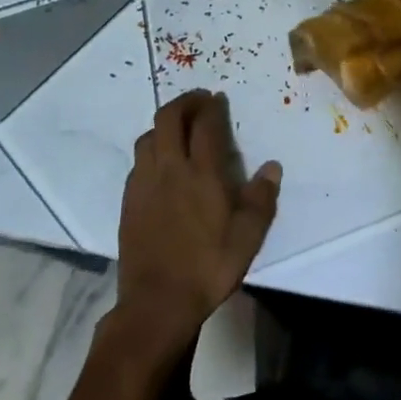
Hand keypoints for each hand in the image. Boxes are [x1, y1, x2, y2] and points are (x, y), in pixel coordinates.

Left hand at [116, 90, 281, 353]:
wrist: (158, 301)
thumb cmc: (210, 265)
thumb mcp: (249, 235)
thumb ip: (261, 197)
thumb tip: (271, 167)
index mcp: (202, 173)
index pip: (205, 125)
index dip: (212, 107)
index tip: (218, 99)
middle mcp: (170, 169)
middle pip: (168, 119)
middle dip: (184, 102)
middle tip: (199, 101)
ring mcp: (144, 183)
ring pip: (148, 136)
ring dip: (164, 123)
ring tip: (180, 127)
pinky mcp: (128, 201)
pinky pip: (138, 160)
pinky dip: (151, 148)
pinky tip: (161, 162)